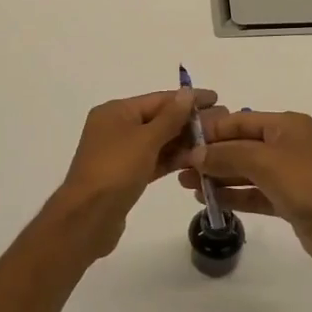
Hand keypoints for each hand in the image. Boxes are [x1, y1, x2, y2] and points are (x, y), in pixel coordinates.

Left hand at [55, 88, 216, 247]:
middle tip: (223, 122)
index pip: (159, 99)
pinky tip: (196, 160)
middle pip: (158, 119)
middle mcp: (116, 127)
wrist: (88, 218)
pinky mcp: (126, 176)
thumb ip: (170, 117)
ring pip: (157, 142)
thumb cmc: (115, 170)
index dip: (188, 99)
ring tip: (215, 141)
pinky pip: (153, 161)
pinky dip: (172, 160)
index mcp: (116, 111)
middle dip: (189, 121)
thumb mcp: (145, 139)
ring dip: (184, 141)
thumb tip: (187, 93)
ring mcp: (120, 153)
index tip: (217, 99)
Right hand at [177, 109, 311, 272]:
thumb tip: (195, 155)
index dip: (210, 132)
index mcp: (286, 125)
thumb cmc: (306, 183)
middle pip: (240, 145)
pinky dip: (233, 195)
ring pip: (245, 171)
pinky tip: (208, 200)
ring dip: (217, 176)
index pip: (239, 122)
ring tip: (186, 185)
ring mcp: (289, 174)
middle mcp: (287, 145)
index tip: (181, 143)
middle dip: (210, 156)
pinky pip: (254, 193)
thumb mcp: (263, 161)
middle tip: (178, 168)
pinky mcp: (288, 200)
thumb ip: (226, 155)